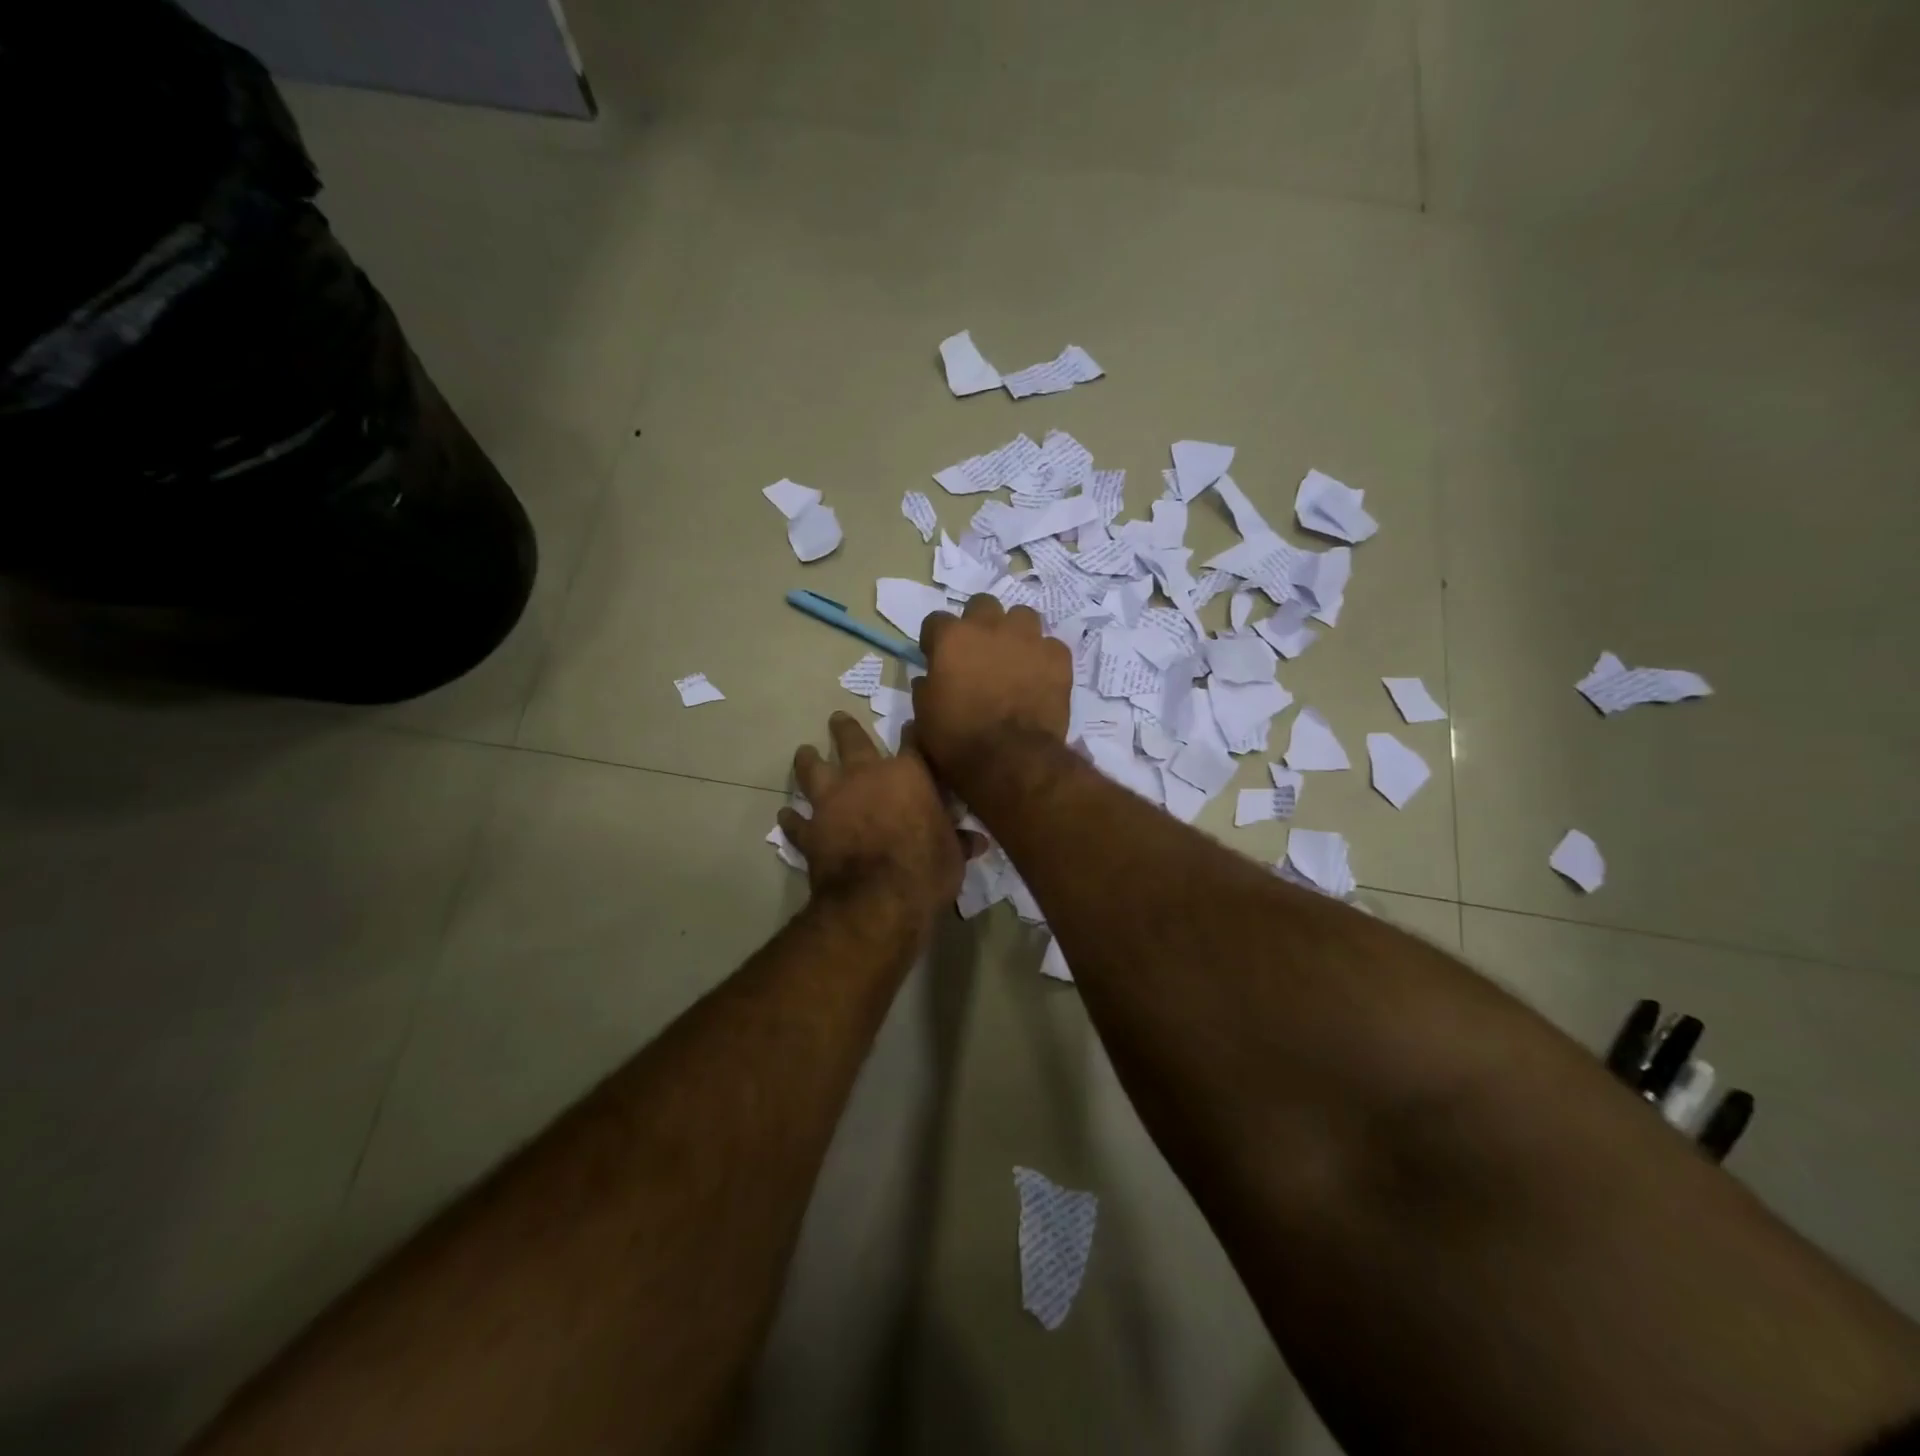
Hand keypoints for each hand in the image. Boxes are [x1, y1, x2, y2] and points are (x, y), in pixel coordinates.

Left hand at [778, 712, 983, 924]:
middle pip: (852, 741)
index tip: (909, 726)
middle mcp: (865, 777)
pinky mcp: (810, 831)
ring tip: (805, 753)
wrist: (878, 900)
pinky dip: (792, 819)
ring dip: (808, 761)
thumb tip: (977, 841)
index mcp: (907, 774)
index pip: (912, 742)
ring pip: (813, 770)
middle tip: (837, 719)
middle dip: (845, 728)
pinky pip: (796, 822)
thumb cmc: (926, 869)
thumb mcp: (953, 855)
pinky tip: (786, 816)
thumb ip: (959, 841)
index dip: (912, 733)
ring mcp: (832, 802)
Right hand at [912, 595, 1070, 787]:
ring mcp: (1028, 638)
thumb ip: (926, 688)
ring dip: (1015, 632)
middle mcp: (989, 627)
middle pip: (982, 605)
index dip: (936, 640)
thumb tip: (931, 679)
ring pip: (1022, 616)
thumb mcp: (924, 717)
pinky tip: (1040, 678)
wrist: (1011, 760)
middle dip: (979, 624)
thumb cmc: (957, 741)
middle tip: (979, 652)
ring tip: (1014, 658)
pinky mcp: (1058, 657)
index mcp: (952, 638)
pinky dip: (1043, 658)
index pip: (936, 621)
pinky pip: (1050, 646)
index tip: (938, 658)